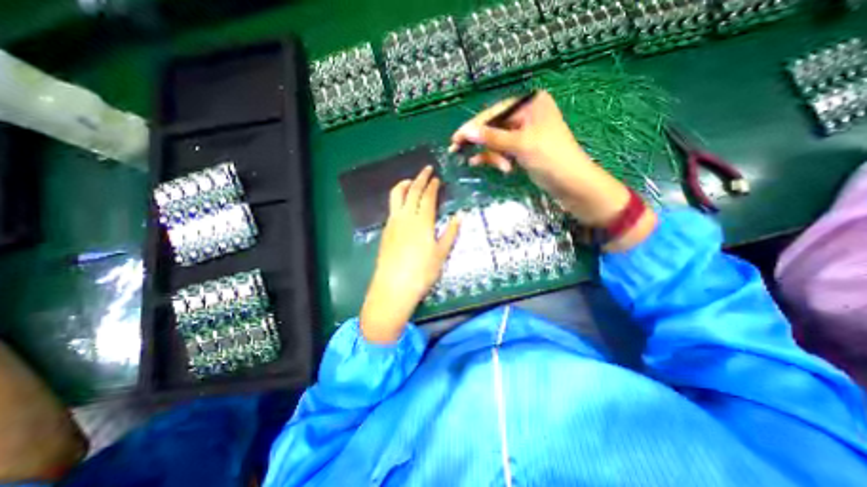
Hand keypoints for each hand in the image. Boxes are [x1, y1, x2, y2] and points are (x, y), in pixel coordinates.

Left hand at [360, 166, 459, 342]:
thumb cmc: (422, 272)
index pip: (428, 197)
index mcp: (422, 221)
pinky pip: (392, 207)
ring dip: (405, 185)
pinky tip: (404, 204)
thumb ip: (450, 233)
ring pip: (397, 196)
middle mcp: (406, 217)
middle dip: (420, 178)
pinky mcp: (386, 230)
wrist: (394, 286)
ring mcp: (393, 222)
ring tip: (412, 181)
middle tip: (426, 169)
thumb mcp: (441, 254)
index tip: (436, 178)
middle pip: (412, 191)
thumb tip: (460, 216)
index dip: (433, 185)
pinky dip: (399, 198)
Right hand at [450, 89, 654, 251]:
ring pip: (497, 142)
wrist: (572, 184)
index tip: (456, 138)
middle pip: (494, 127)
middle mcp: (526, 115)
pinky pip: (503, 151)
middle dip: (482, 143)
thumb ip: (492, 137)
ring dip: (495, 156)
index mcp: (530, 104)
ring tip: (504, 169)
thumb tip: (466, 132)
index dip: (474, 126)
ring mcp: (524, 133)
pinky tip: (499, 168)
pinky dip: (498, 159)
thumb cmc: (551, 158)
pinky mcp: (522, 150)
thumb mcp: (520, 145)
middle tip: (457, 151)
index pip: (494, 112)